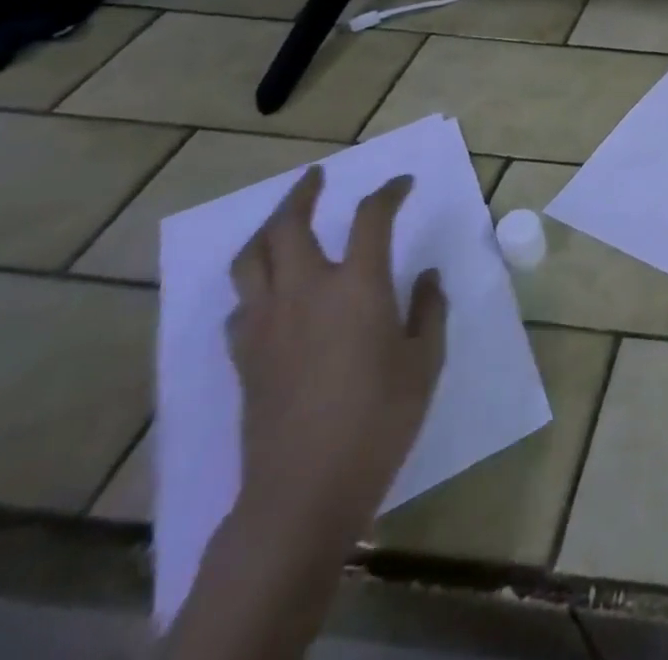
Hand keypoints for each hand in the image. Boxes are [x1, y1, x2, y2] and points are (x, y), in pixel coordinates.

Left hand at [226, 166, 448, 549]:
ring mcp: (265, 324)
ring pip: (250, 260)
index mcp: (356, 286)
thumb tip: (423, 277)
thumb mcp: (425, 359)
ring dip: (267, 229)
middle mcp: (304, 293)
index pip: (371, 217)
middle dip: (302, 194)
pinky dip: (255, 283)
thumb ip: (427, 309)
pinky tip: (269, 290)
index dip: (389, 192)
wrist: (304, 490)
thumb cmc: (380, 418)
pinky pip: (240, 303)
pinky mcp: (243, 357)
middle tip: (317, 177)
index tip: (403, 183)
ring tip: (283, 219)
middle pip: (288, 226)